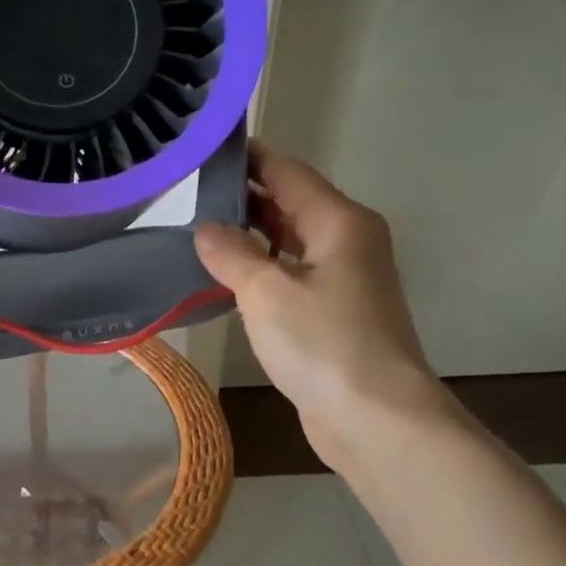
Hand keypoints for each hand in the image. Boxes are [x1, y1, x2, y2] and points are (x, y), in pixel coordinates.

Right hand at [195, 142, 449, 468]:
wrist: (376, 419)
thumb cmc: (324, 343)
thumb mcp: (266, 291)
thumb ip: (232, 253)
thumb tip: (207, 228)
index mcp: (339, 222)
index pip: (287, 172)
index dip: (249, 157)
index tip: (206, 146)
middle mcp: (347, 241)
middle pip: (290, 203)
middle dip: (244, 195)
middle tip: (188, 190)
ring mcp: (343, 279)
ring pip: (290, 241)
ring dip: (250, 234)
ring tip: (197, 228)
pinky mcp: (334, 312)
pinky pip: (291, 273)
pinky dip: (260, 267)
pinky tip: (226, 276)